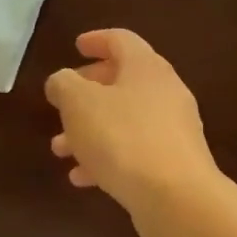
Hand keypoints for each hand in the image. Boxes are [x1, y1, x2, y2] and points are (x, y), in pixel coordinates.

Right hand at [45, 29, 223, 220]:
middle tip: (61, 106)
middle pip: (122, 82)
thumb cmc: (122, 138)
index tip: (76, 46)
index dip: (96, 40)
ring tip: (60, 150)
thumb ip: (64, 85)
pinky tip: (83, 179)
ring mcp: (173, 129)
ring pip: (123, 121)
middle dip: (86, 95)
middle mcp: (165, 92)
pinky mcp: (173, 162)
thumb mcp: (79, 104)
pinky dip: (107, 158)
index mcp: (146, 67)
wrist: (175, 197)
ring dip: (90, 131)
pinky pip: (134, 151)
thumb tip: (62, 81)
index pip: (121, 40)